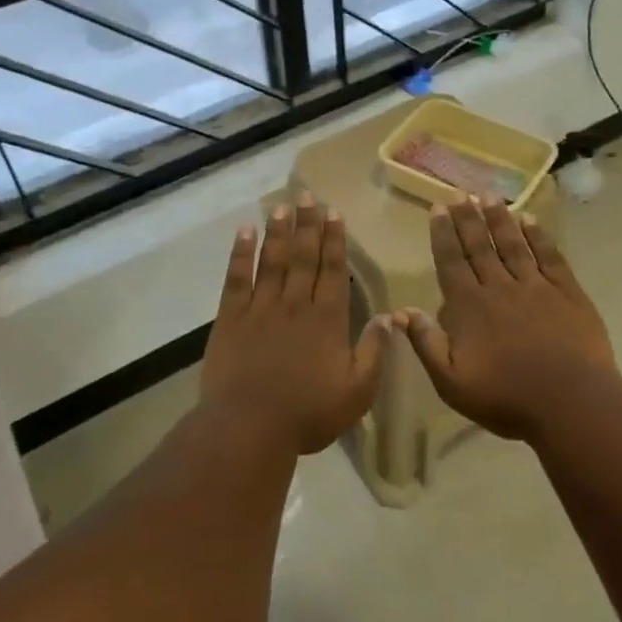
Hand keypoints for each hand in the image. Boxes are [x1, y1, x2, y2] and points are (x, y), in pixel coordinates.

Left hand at [200, 193, 389, 455]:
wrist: (250, 426)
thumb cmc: (308, 413)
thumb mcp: (357, 391)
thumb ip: (374, 351)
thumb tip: (390, 317)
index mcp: (327, 319)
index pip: (333, 269)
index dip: (334, 240)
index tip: (334, 213)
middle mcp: (296, 304)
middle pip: (303, 256)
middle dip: (307, 224)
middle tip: (308, 195)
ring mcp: (261, 308)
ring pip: (272, 260)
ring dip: (278, 231)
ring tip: (283, 205)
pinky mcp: (231, 318)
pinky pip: (236, 278)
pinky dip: (240, 253)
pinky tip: (244, 232)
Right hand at [399, 195, 620, 441]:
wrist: (570, 403)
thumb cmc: (506, 398)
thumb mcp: (452, 382)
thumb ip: (426, 344)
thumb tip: (401, 312)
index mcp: (469, 307)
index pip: (451, 261)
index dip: (443, 234)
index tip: (438, 208)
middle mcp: (500, 287)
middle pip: (480, 246)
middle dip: (467, 218)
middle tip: (459, 193)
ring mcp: (536, 286)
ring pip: (513, 244)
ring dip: (499, 218)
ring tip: (489, 195)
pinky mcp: (567, 292)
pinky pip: (550, 256)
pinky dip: (539, 236)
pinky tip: (530, 220)